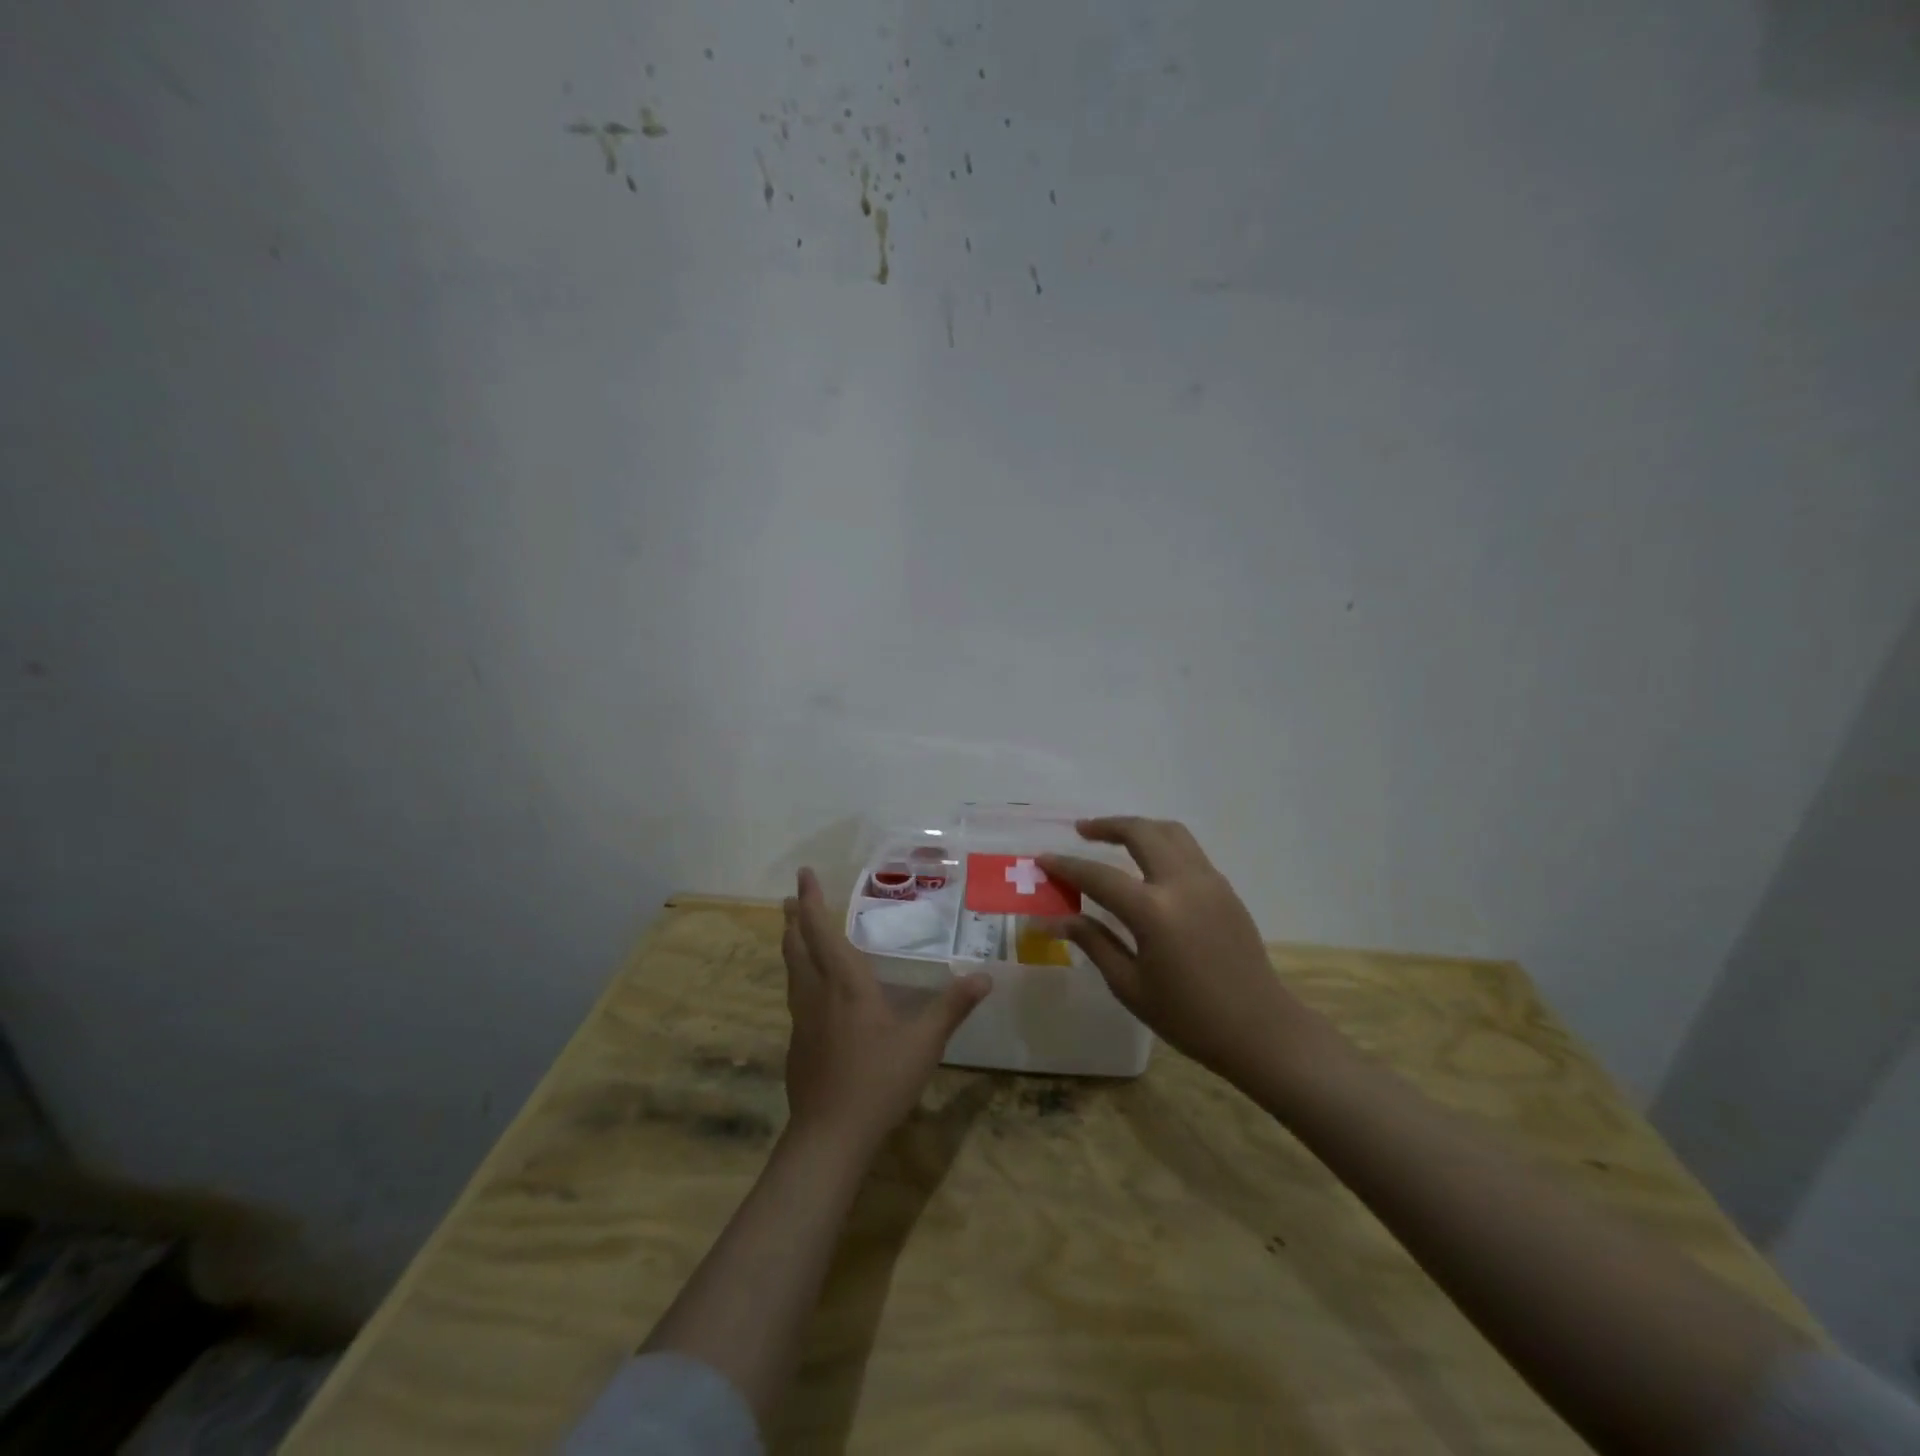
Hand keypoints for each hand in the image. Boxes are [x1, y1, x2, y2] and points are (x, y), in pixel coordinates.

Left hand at [781, 867, 991, 1151]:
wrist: (830, 1135)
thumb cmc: (879, 1080)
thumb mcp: (925, 1043)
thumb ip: (952, 1007)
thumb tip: (984, 976)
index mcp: (845, 984)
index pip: (822, 931)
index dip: (811, 901)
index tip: (802, 874)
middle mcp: (817, 994)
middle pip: (797, 946)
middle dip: (794, 918)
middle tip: (789, 898)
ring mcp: (803, 1020)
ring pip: (792, 971)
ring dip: (792, 945)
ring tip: (792, 933)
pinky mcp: (798, 1044)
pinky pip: (795, 996)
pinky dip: (799, 976)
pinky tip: (811, 991)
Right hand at [1039, 818, 1317, 1088]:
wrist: (1260, 1030)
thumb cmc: (1189, 1017)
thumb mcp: (1130, 986)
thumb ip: (1093, 942)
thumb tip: (1054, 918)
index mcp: (1154, 912)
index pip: (1099, 876)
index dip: (1067, 866)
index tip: (1043, 858)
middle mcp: (1182, 883)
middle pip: (1140, 832)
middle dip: (1107, 825)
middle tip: (1082, 831)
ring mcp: (1209, 881)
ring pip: (1170, 832)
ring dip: (1139, 827)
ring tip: (1114, 835)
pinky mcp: (1224, 888)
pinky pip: (1188, 850)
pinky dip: (1162, 843)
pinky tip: (1148, 863)